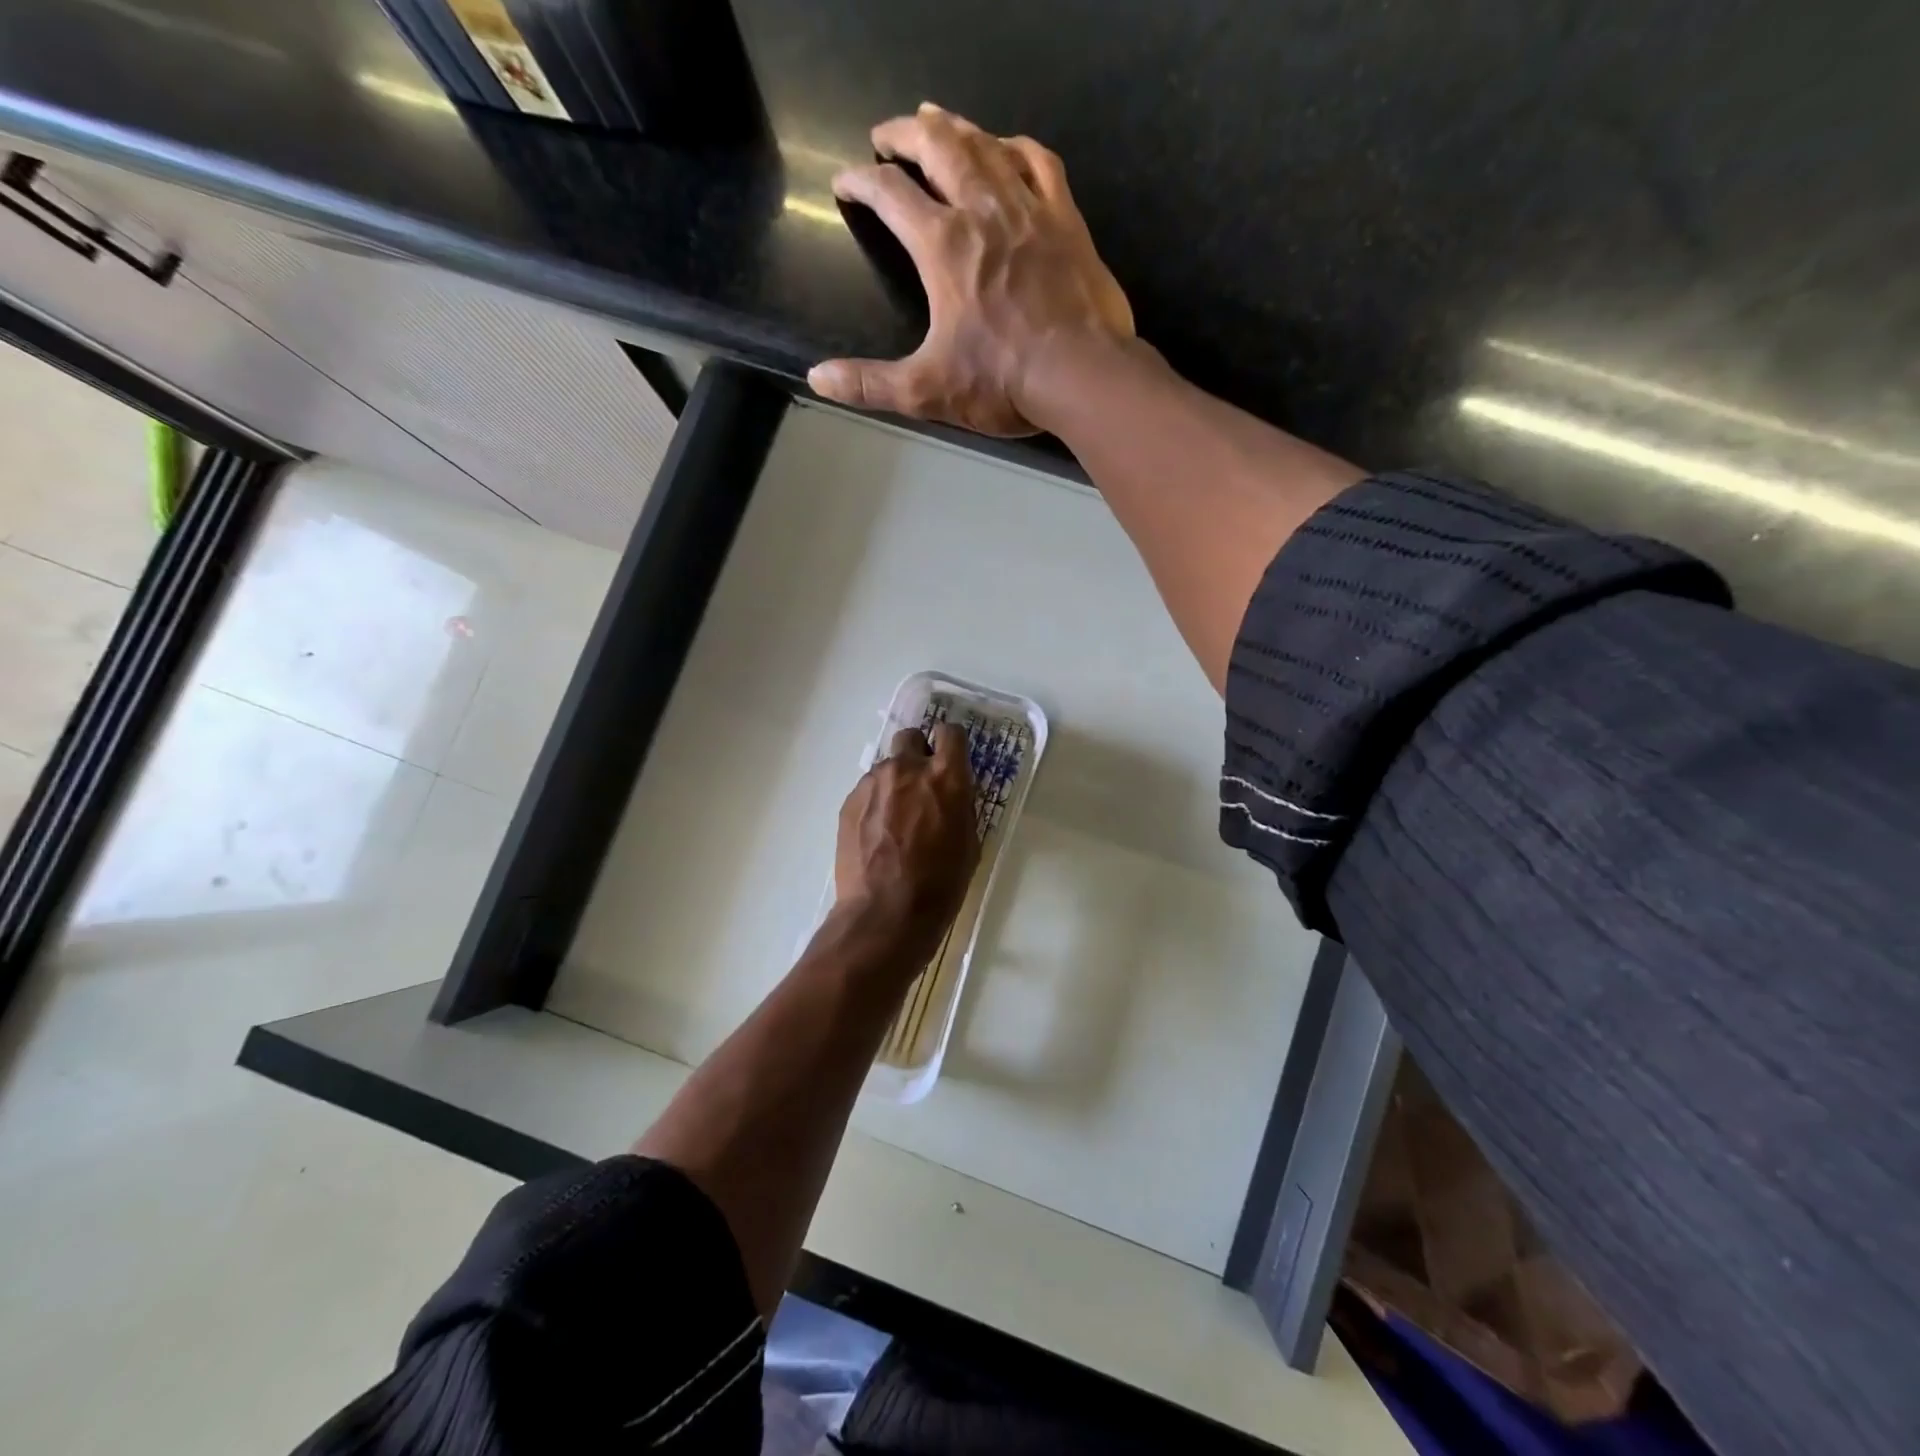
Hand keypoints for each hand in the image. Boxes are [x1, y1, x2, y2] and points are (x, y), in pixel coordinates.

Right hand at [808, 104, 1135, 435]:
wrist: (1081, 374)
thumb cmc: (1002, 382)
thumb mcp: (926, 390)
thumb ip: (870, 383)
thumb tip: (818, 378)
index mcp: (942, 245)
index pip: (889, 194)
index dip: (860, 182)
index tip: (846, 184)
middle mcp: (982, 210)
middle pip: (937, 147)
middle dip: (904, 135)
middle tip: (886, 135)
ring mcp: (1029, 208)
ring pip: (985, 145)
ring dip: (955, 127)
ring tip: (935, 120)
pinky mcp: (1065, 219)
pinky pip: (1039, 162)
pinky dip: (1016, 147)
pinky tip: (1006, 146)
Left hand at [834, 723, 979, 967]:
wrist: (884, 914)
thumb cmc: (940, 885)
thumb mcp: (968, 844)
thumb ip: (959, 806)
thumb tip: (951, 793)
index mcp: (946, 777)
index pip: (951, 732)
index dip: (951, 743)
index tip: (950, 758)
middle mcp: (908, 769)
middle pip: (910, 737)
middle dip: (917, 754)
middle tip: (920, 785)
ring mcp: (873, 783)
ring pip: (886, 767)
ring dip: (894, 784)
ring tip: (894, 821)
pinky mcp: (849, 802)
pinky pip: (867, 791)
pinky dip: (874, 804)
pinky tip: (876, 836)